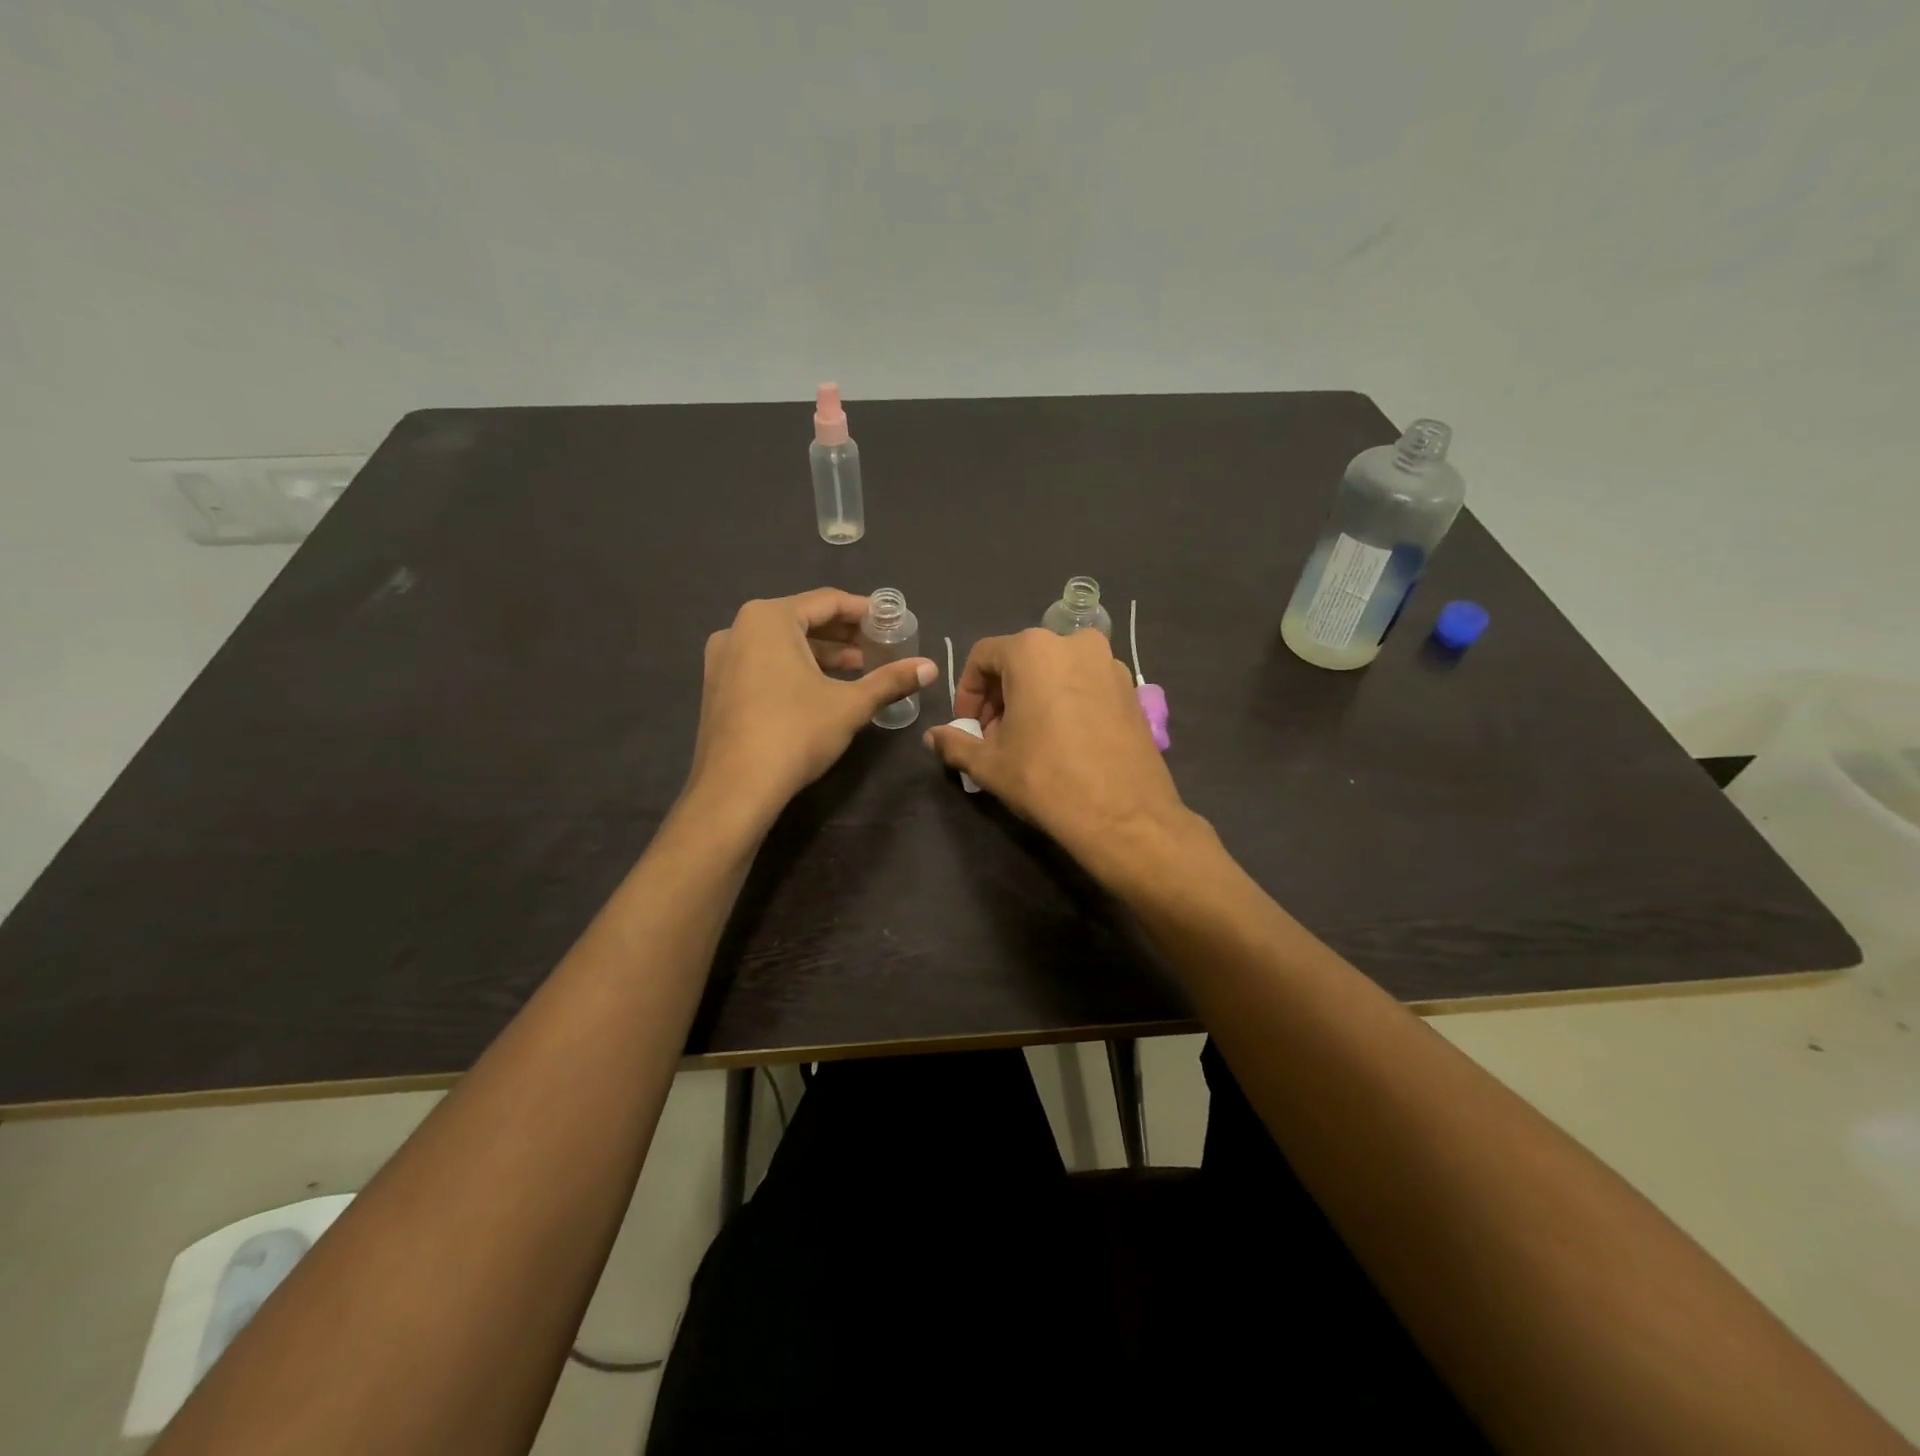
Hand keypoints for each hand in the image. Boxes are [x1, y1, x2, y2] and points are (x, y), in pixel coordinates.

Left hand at [687, 589, 935, 819]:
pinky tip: (822, 689)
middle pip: (802, 620)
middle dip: (844, 634)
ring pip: (782, 644)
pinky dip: (795, 668)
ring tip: (859, 668)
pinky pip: (764, 663)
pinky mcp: (718, 686)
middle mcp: (739, 628)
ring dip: (822, 654)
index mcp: (769, 618)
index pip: (827, 601)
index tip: (892, 623)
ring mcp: (723, 659)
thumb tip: (932, 667)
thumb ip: (891, 680)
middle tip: (879, 647)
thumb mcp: (850, 704)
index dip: (864, 611)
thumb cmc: (796, 732)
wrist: (736, 788)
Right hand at [924, 628, 1195, 881]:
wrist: (1124, 816)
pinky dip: (1065, 703)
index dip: (967, 692)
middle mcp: (1075, 643)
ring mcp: (1110, 664)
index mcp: (1034, 650)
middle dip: (1000, 697)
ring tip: (1027, 742)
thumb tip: (932, 737)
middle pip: (1021, 660)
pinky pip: (1085, 685)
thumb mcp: (989, 764)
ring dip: (1032, 699)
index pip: (983, 657)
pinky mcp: (1132, 689)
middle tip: (994, 737)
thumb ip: (955, 743)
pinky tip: (1063, 742)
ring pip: (1055, 672)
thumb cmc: (1046, 779)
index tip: (967, 727)